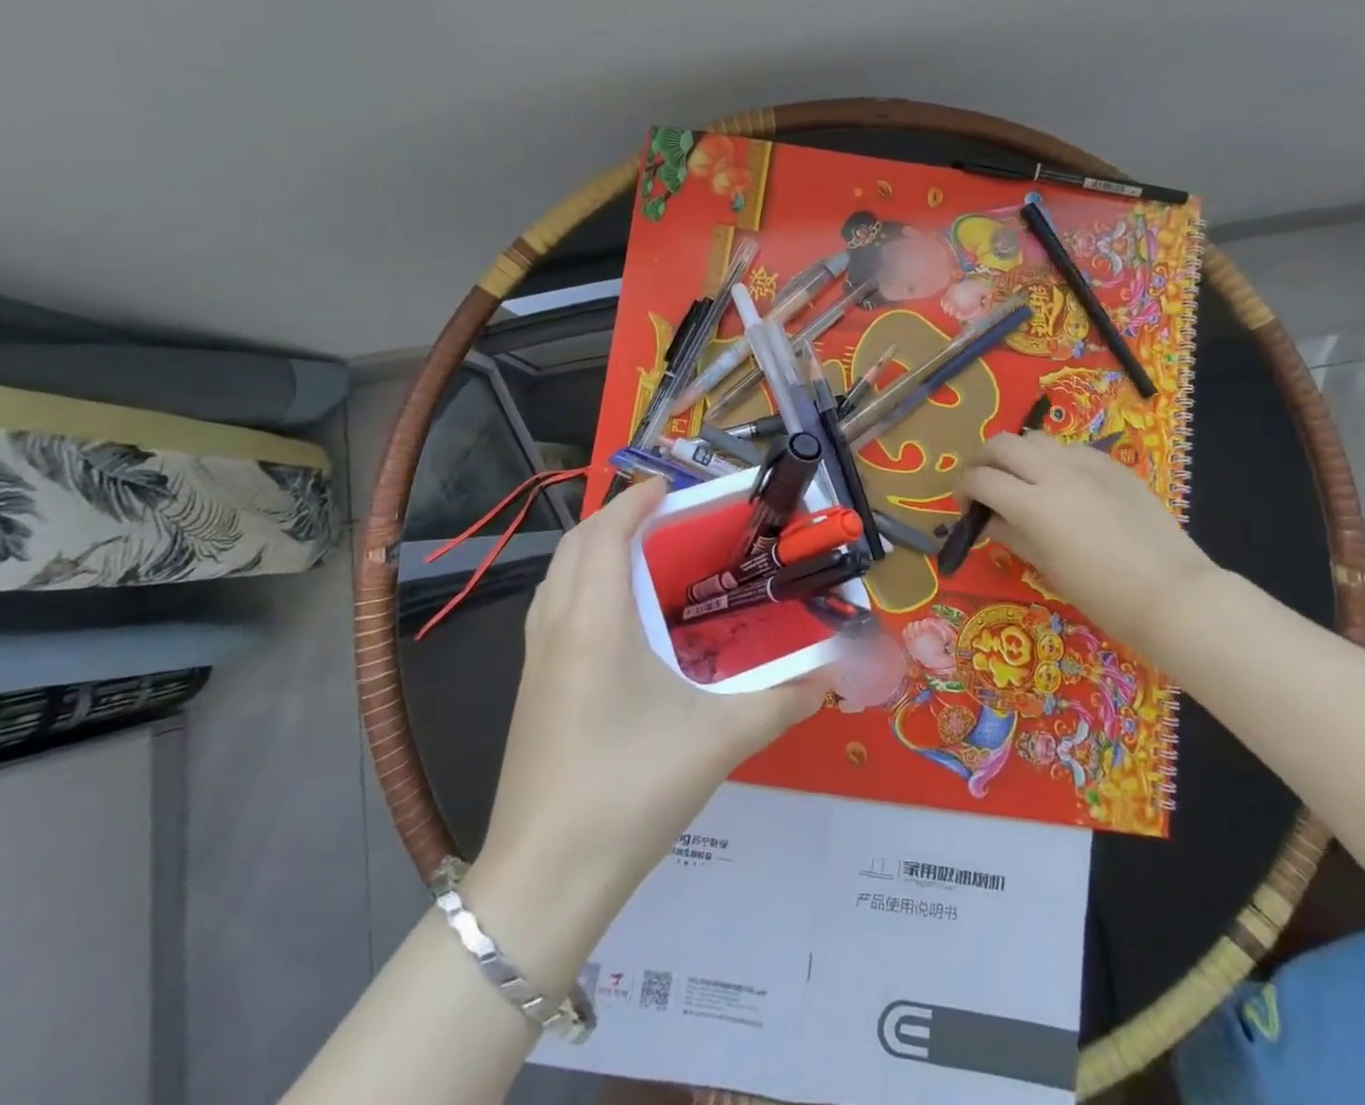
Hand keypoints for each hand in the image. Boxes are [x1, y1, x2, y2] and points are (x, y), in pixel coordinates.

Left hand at [465, 478, 828, 987]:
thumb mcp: (720, 740)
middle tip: (664, 519)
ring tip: (643, 558)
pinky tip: (618, 622)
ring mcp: (535, 662)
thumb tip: (833, 673)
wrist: (546, 880)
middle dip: (614, 519)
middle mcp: (557, 629)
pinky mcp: (531, 691)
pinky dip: (581, 587)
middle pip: (574, 547)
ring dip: (593, 552)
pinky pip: (552, 611)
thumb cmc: (632, 791)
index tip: (669, 486)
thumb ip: (784, 700)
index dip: (635, 501)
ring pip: (557, 579)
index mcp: (595, 623)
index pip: (606, 535)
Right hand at [960, 432, 1218, 651]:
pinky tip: (1064, 486)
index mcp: (1033, 504)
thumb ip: (1012, 534)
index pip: (980, 478)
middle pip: (1001, 444)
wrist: (1173, 593)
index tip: (965, 506)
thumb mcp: (1047, 567)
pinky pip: (1072, 450)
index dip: (963, 489)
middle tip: (983, 483)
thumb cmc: (1102, 594)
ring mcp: (1088, 464)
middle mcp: (1055, 472)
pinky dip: (1054, 460)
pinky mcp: (1113, 465)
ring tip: (1022, 480)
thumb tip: (989, 519)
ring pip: (1036, 439)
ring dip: (1018, 455)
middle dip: (982, 460)